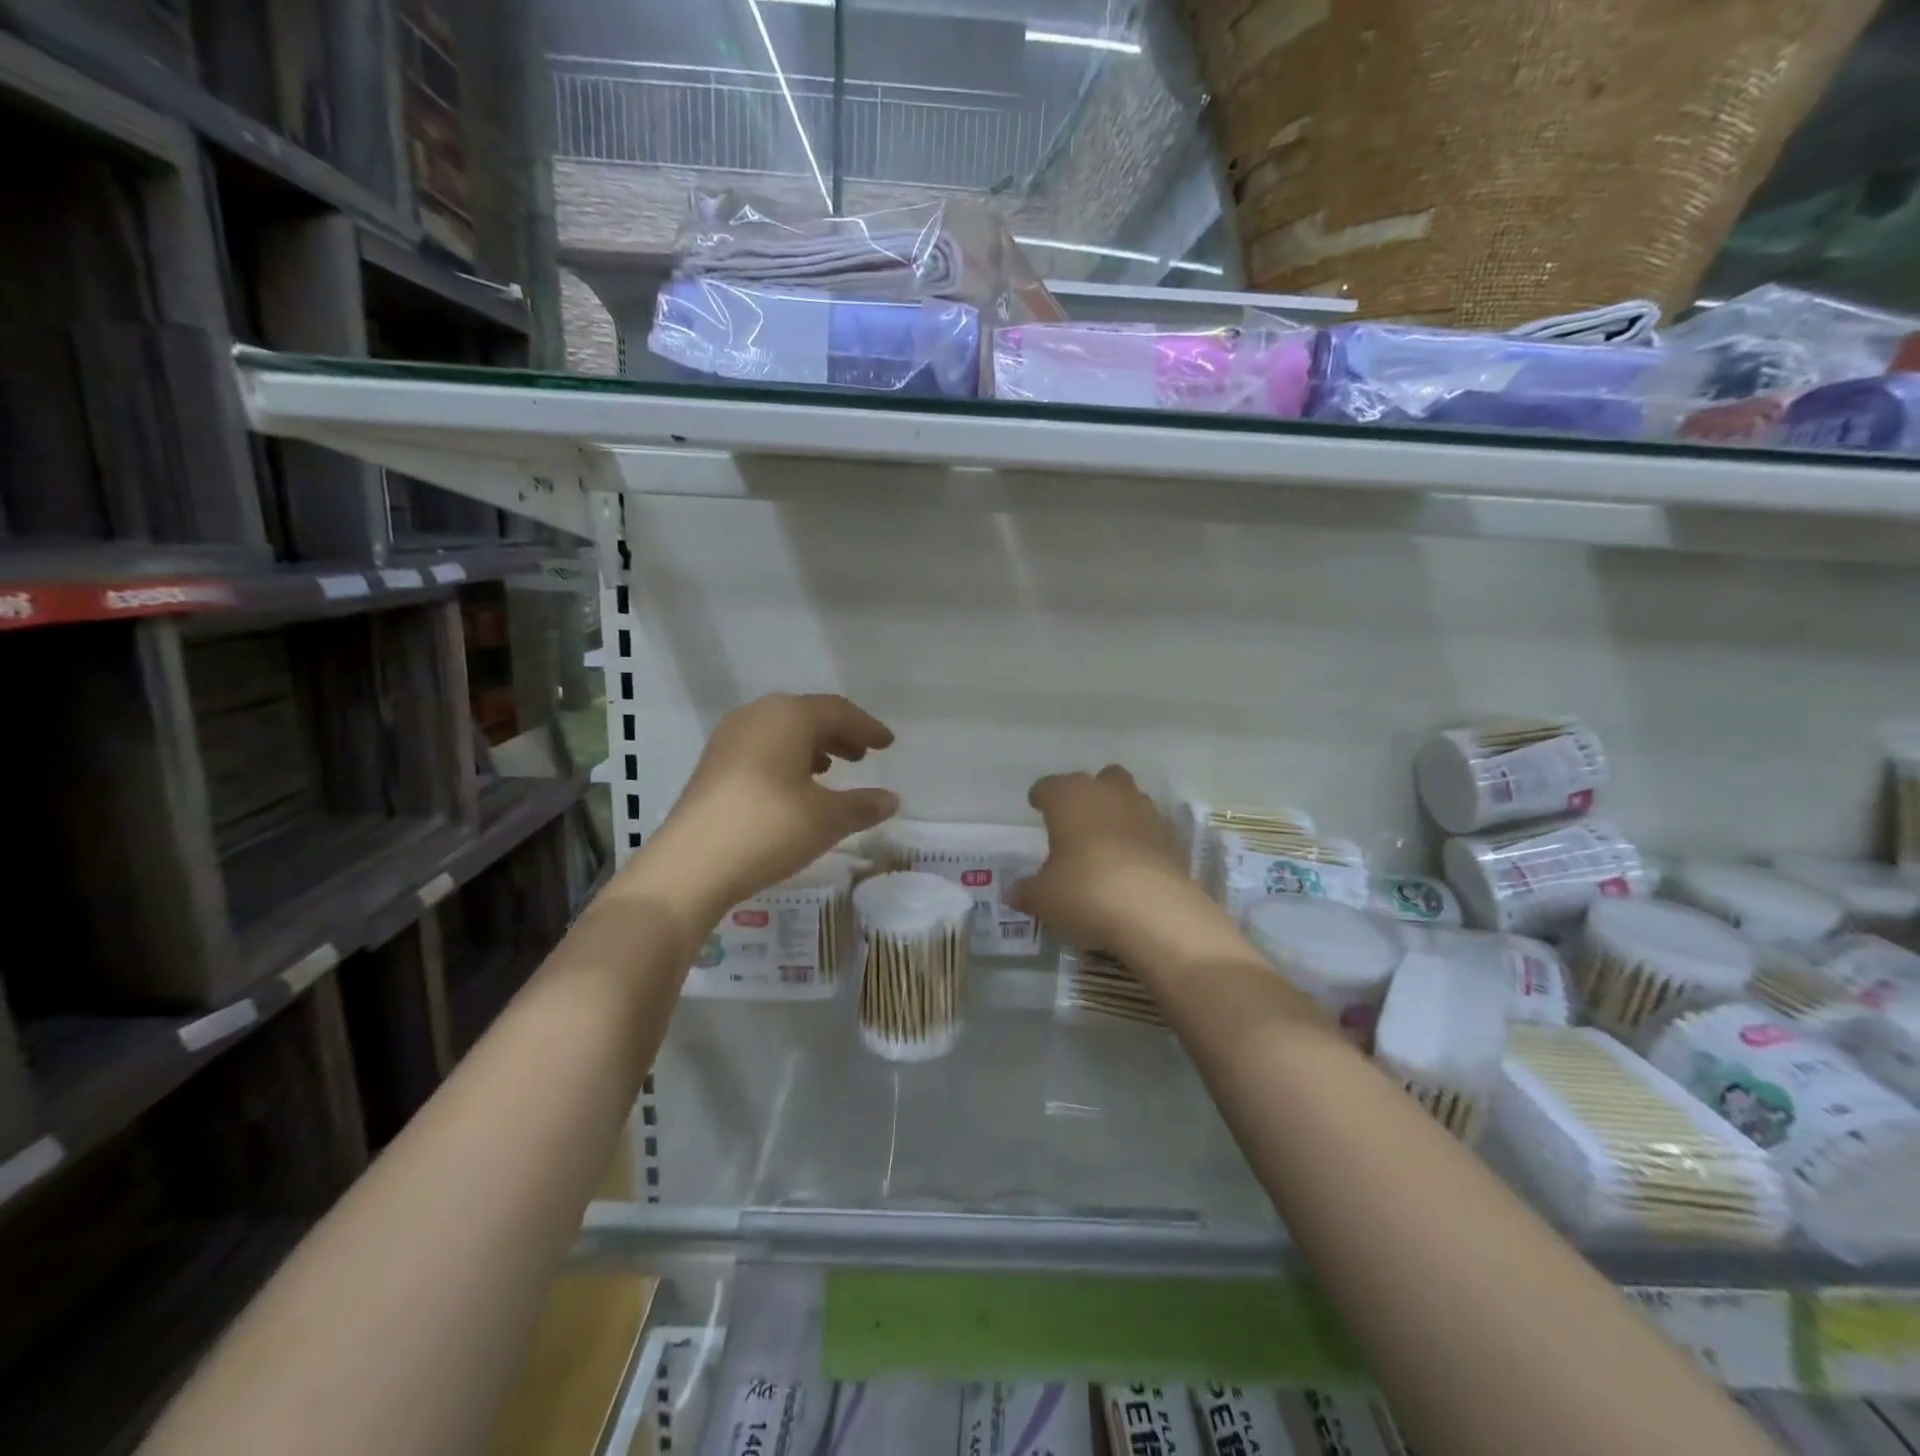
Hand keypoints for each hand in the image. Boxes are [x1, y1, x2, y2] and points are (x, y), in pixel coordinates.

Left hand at [635, 694, 898, 915]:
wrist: (691, 864)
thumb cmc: (769, 828)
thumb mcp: (827, 819)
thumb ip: (863, 805)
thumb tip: (891, 800)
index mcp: (788, 716)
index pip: (838, 711)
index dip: (866, 728)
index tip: (887, 743)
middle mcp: (757, 715)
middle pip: (807, 716)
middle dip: (839, 734)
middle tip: (863, 755)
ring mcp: (729, 738)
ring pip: (782, 732)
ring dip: (812, 746)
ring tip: (832, 770)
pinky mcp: (713, 764)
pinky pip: (761, 748)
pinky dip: (786, 759)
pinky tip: (794, 787)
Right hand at [1008, 765, 1192, 951]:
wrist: (1156, 913)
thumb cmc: (1085, 891)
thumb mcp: (1044, 897)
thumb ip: (1027, 891)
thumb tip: (1013, 893)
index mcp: (1070, 797)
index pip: (1048, 786)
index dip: (1041, 797)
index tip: (1036, 806)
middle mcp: (1108, 793)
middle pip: (1097, 780)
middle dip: (1087, 795)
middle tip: (1074, 821)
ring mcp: (1145, 812)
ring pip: (1127, 799)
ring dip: (1116, 813)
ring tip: (1103, 842)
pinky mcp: (1171, 838)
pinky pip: (1148, 829)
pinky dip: (1138, 840)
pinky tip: (1129, 864)